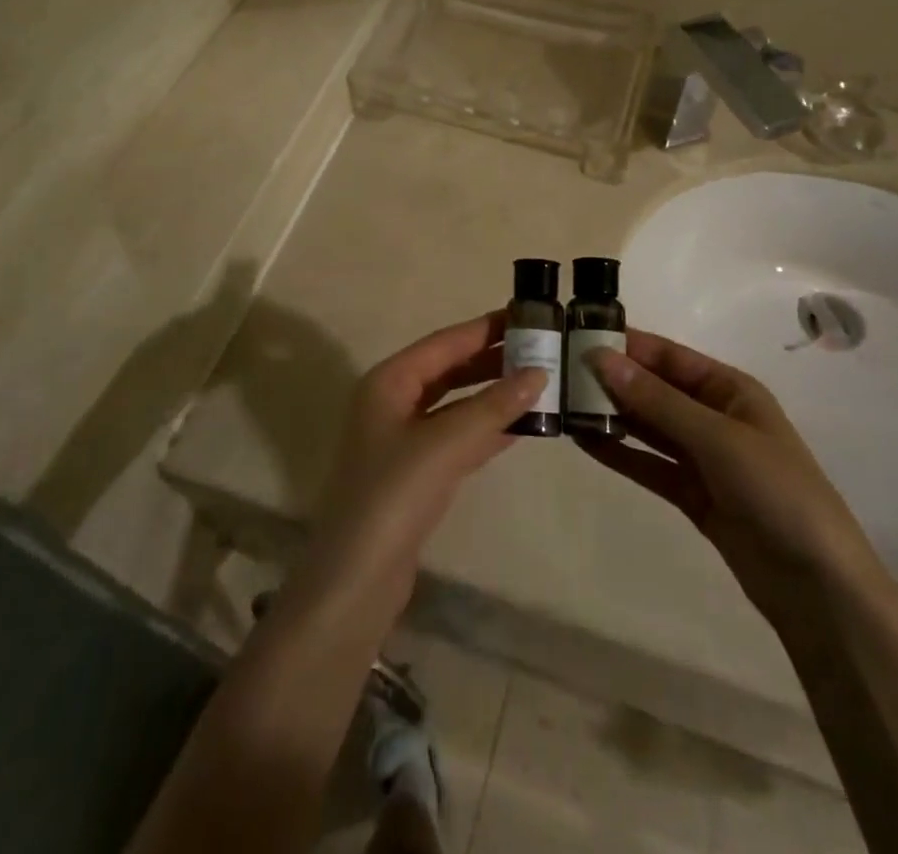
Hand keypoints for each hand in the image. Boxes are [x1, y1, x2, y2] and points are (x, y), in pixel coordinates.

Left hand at [307, 312, 545, 613]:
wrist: (355, 582)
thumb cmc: (393, 496)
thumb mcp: (444, 444)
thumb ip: (492, 407)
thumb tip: (539, 372)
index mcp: (388, 382)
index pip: (444, 343)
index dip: (484, 328)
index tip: (526, 315)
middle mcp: (392, 403)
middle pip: (449, 370)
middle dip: (492, 360)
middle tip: (541, 350)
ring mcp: (403, 440)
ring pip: (456, 404)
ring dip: (493, 395)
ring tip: (540, 383)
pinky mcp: (417, 474)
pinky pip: (458, 437)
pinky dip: (487, 429)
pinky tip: (521, 427)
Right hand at [579, 331, 876, 611]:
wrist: (818, 586)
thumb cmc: (776, 491)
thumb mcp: (717, 438)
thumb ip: (657, 400)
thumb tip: (601, 359)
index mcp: (730, 389)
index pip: (668, 356)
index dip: (626, 346)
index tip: (578, 337)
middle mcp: (714, 416)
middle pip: (655, 389)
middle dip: (613, 381)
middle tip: (559, 373)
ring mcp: (703, 457)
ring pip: (648, 427)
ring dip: (612, 415)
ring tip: (563, 405)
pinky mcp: (693, 494)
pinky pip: (650, 464)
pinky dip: (620, 453)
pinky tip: (585, 442)